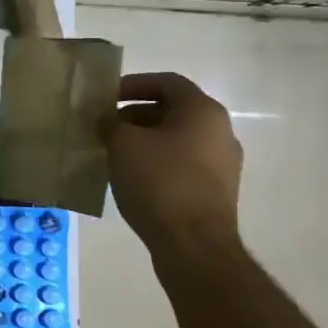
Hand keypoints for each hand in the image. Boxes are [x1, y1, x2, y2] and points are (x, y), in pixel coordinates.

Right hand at [106, 72, 242, 257]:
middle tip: (105, 127)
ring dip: (144, 140)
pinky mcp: (216, 192)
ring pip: (176, 140)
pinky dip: (156, 162)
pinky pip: (181, 164)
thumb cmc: (159, 180)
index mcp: (203, 111)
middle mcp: (220, 133)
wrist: (193, 245)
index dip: (134, 84)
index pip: (167, 82)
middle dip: (135, 115)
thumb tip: (106, 121)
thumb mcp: (122, 142)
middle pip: (172, 111)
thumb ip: (110, 123)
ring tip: (114, 153)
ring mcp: (222, 165)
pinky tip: (132, 177)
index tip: (107, 97)